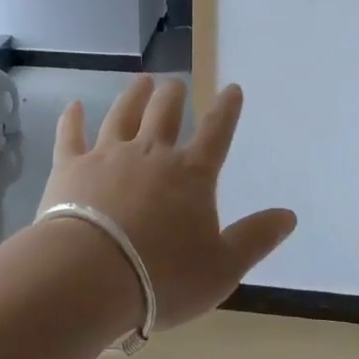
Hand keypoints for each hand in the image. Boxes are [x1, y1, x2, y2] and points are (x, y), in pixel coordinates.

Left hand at [36, 76, 296, 329]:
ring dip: (133, 96)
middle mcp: (151, 154)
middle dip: (172, 95)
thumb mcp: (222, 268)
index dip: (227, 110)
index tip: (232, 89)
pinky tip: (74, 106)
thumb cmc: (163, 278)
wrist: (91, 276)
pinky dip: (72, 119)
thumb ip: (256, 239)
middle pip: (164, 113)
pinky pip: (71, 135)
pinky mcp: (70, 167)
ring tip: (141, 81)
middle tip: (174, 83)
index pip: (216, 133)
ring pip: (122, 115)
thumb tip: (289, 215)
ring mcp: (107, 156)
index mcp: (191, 175)